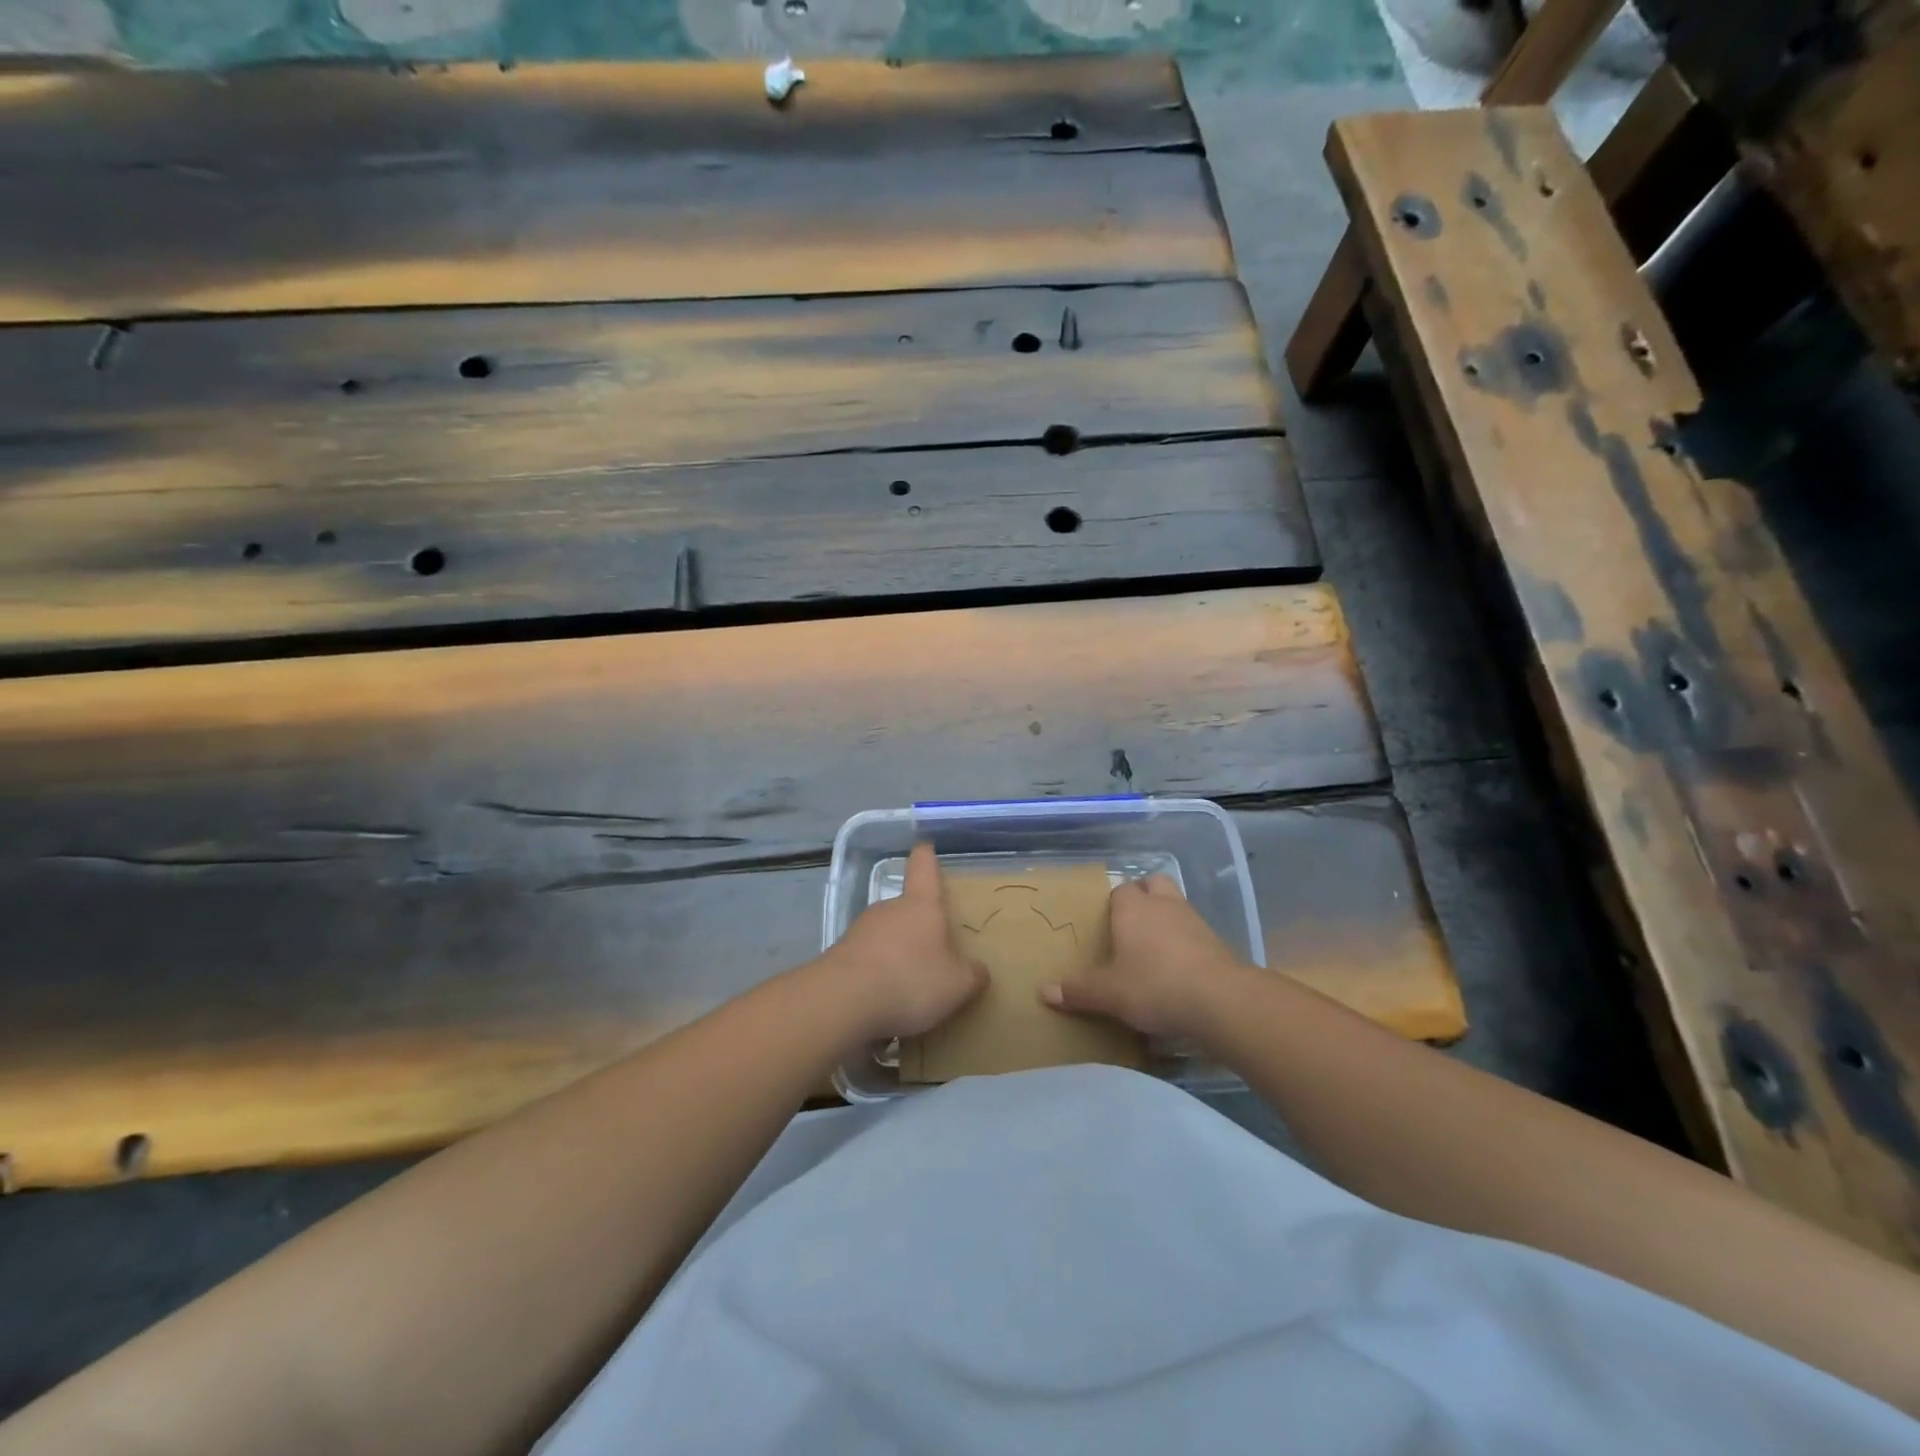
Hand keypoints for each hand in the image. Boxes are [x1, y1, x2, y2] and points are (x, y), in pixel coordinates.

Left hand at [815, 842, 987, 1042]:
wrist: (842, 1003)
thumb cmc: (910, 981)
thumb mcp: (957, 985)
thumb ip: (972, 975)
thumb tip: (978, 970)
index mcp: (920, 905)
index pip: (923, 867)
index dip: (926, 856)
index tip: (925, 846)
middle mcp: (887, 909)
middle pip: (905, 907)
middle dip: (918, 925)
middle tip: (934, 950)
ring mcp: (859, 932)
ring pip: (884, 936)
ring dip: (896, 953)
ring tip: (910, 986)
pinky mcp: (838, 958)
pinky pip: (866, 962)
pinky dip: (876, 976)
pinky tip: (883, 1003)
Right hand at [1040, 874, 1249, 1037]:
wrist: (1219, 1000)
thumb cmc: (1154, 986)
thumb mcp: (1110, 994)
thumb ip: (1079, 991)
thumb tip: (1044, 991)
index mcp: (1133, 909)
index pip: (1121, 890)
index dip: (1114, 904)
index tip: (1106, 923)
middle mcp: (1163, 905)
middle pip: (1154, 883)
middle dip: (1144, 895)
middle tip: (1131, 923)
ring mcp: (1194, 920)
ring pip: (1176, 904)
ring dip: (1167, 917)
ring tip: (1154, 947)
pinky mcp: (1216, 941)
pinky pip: (1195, 930)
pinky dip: (1186, 941)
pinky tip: (1179, 967)